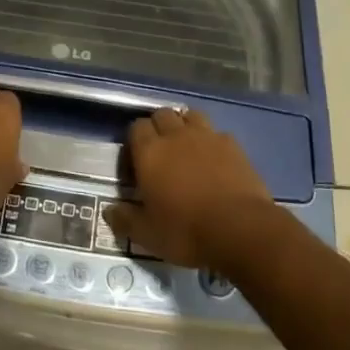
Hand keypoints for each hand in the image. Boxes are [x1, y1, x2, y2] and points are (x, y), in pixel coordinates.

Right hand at [103, 107, 272, 267]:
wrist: (241, 229)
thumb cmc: (187, 231)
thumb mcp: (148, 235)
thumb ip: (125, 220)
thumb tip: (108, 210)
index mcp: (150, 152)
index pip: (136, 127)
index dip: (135, 141)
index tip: (136, 164)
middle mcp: (176, 135)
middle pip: (162, 114)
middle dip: (158, 127)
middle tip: (161, 154)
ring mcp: (207, 136)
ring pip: (190, 115)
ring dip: (185, 126)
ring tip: (186, 148)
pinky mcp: (233, 145)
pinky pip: (217, 133)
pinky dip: (212, 141)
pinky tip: (215, 159)